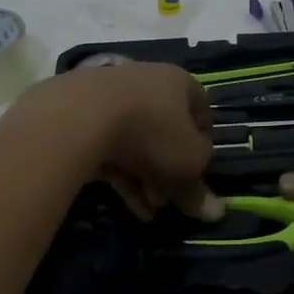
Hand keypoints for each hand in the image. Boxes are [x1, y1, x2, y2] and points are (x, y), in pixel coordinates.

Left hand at [15, 62, 220, 221]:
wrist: (77, 118)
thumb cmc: (150, 132)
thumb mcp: (186, 165)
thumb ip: (200, 190)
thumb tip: (215, 212)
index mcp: (178, 81)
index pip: (201, 107)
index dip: (204, 140)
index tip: (200, 169)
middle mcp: (144, 80)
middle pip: (164, 128)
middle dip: (170, 168)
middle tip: (170, 198)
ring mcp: (107, 95)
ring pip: (134, 140)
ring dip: (145, 176)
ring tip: (149, 208)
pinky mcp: (77, 114)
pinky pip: (107, 146)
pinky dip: (119, 173)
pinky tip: (126, 203)